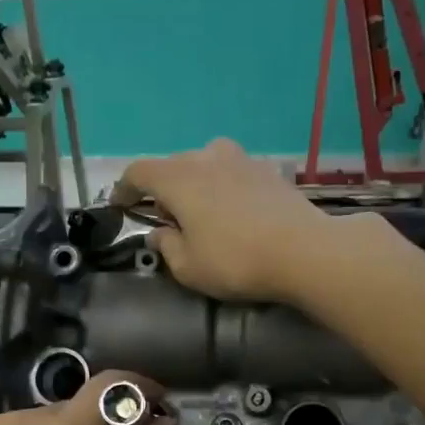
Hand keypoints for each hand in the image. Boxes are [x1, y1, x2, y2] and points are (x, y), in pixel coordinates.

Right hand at [113, 138, 343, 301]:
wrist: (304, 251)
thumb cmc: (235, 261)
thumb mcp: (188, 267)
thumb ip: (167, 247)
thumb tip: (159, 235)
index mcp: (178, 178)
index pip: (139, 172)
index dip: (124, 188)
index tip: (119, 205)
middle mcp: (206, 158)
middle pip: (172, 166)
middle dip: (162, 190)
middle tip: (165, 220)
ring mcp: (240, 159)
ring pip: (204, 164)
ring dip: (195, 184)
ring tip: (200, 212)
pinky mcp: (267, 170)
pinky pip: (232, 172)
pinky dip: (222, 187)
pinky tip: (232, 212)